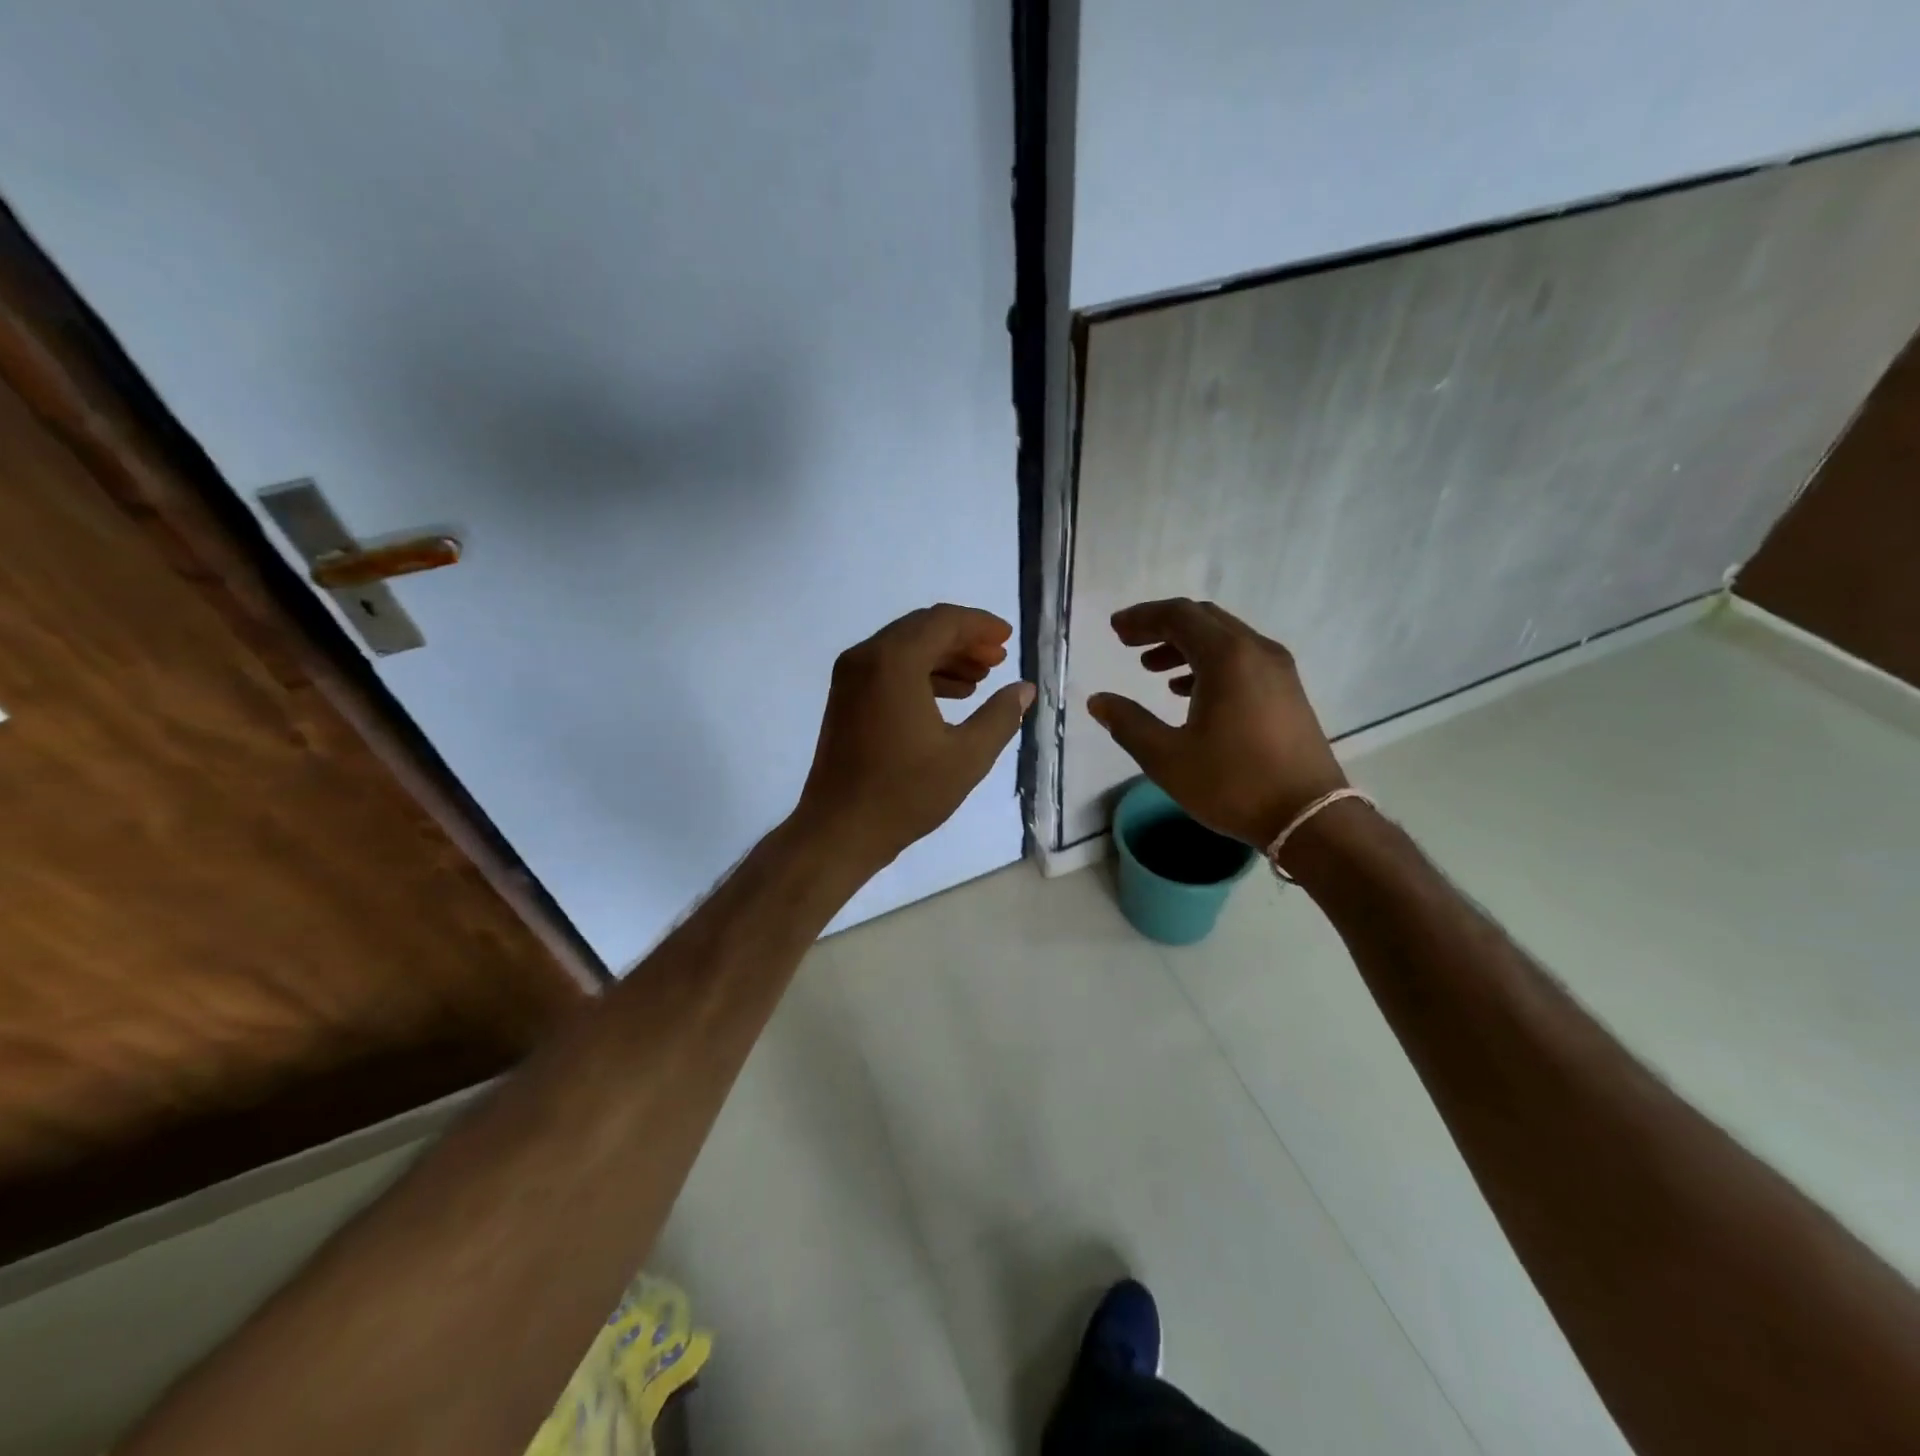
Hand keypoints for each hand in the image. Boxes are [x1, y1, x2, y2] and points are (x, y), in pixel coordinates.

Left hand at [796, 604, 1035, 871]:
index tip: (1008, 639)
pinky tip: (950, 696)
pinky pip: (888, 668)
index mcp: (894, 662)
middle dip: (963, 639)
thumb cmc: (905, 793)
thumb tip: (1024, 689)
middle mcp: (866, 657)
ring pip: (904, 647)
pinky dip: (920, 673)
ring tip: (980, 679)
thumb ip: (1001, 716)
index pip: (943, 621)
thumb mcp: (967, 757)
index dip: (980, 625)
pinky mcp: (845, 697)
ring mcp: (850, 677)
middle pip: (922, 628)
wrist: (839, 829)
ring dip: (944, 656)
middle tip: (998, 659)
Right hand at [1088, 598, 1345, 847]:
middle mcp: (1256, 651)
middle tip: (1128, 643)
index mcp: (1226, 658)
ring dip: (1184, 646)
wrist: (1310, 818)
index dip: (1142, 617)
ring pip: (1224, 639)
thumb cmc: (1233, 784)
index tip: (1115, 629)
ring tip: (1151, 670)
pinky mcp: (1287, 691)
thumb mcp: (1167, 758)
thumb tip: (1098, 701)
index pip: (1179, 616)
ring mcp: (1278, 670)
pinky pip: (1242, 659)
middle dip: (1162, 626)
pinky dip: (1209, 663)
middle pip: (1203, 619)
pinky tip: (1187, 692)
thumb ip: (1128, 723)